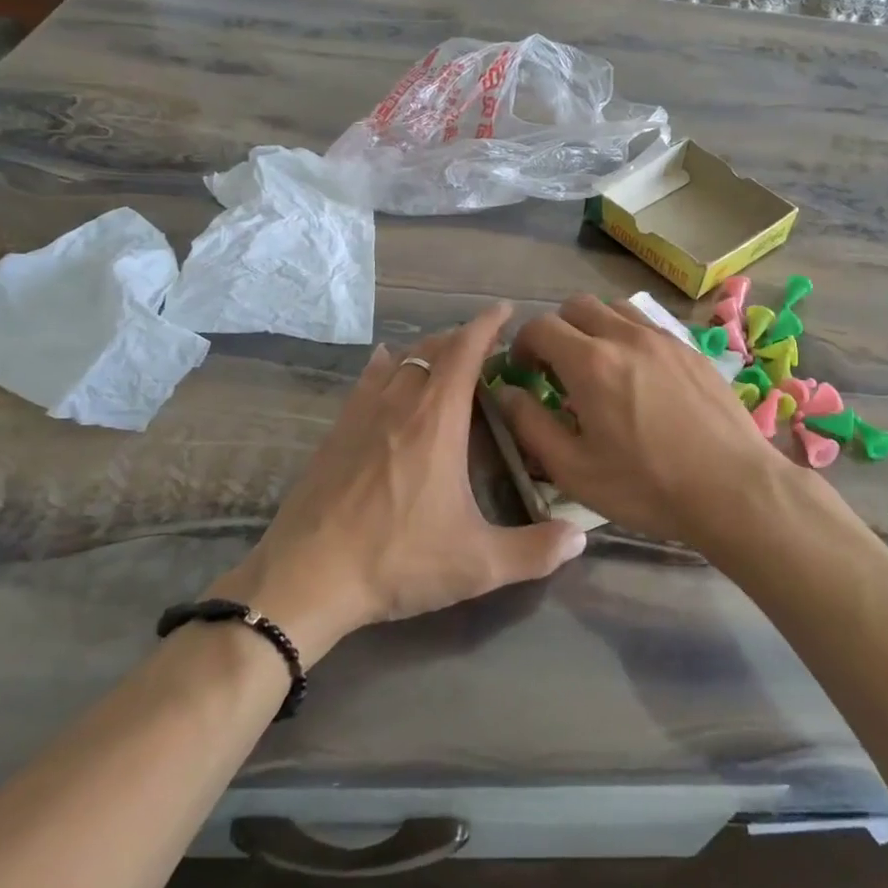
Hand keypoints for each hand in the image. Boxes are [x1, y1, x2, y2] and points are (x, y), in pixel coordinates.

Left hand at [209, 304, 586, 664]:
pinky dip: (385, 364)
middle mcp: (400, 403)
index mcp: (437, 419)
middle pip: (433, 348)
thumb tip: (580, 536)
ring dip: (427, 350)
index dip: (487, 324)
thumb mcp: (477, 564)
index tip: (505, 310)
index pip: (466, 350)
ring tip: (446, 357)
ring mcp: (362, 413)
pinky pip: (366, 380)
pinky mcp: (336, 431)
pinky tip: (385, 363)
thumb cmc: (398, 560)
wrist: (306, 578)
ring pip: (400, 360)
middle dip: (462, 338)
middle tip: (486, 346)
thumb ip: (535, 551)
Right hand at [495, 294, 804, 551]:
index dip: (523, 345)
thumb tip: (504, 392)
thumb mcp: (574, 469)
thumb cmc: (646, 485)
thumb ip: (530, 425)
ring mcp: (663, 338)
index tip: (524, 372)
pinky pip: (648, 325)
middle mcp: (625, 336)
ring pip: (615, 308)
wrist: (733, 488)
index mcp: (591, 362)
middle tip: (558, 370)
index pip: (540, 327)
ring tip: (598, 367)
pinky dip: (628, 336)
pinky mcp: (691, 349)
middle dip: (557, 331)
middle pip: (576, 306)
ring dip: (594, 328)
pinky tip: (638, 375)